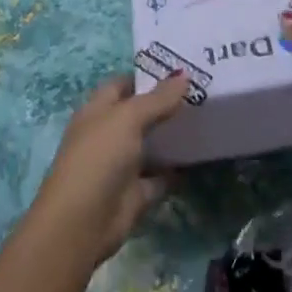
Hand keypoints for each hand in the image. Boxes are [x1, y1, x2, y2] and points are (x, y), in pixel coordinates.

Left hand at [28, 73, 187, 266]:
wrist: (83, 222)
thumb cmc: (99, 158)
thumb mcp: (127, 119)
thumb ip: (157, 99)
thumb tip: (183, 74)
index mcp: (97, 110)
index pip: (123, 84)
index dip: (147, 76)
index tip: (181, 70)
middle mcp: (108, 134)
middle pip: (140, 114)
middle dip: (166, 104)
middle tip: (203, 91)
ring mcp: (122, 165)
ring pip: (151, 145)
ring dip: (173, 136)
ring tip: (208, 119)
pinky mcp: (136, 192)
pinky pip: (161, 176)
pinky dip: (177, 170)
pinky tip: (201, 158)